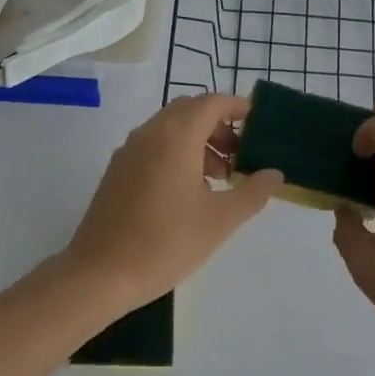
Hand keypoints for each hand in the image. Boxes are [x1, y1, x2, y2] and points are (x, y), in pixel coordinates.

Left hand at [61, 94, 283, 310]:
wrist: (100, 273)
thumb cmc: (166, 243)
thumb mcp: (220, 221)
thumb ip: (252, 193)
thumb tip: (274, 174)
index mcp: (176, 136)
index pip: (211, 102)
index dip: (237, 107)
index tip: (258, 123)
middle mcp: (150, 133)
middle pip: (189, 110)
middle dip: (218, 125)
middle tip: (240, 154)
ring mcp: (129, 150)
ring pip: (169, 127)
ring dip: (198, 140)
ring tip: (219, 177)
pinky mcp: (117, 170)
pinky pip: (153, 144)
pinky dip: (176, 151)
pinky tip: (188, 190)